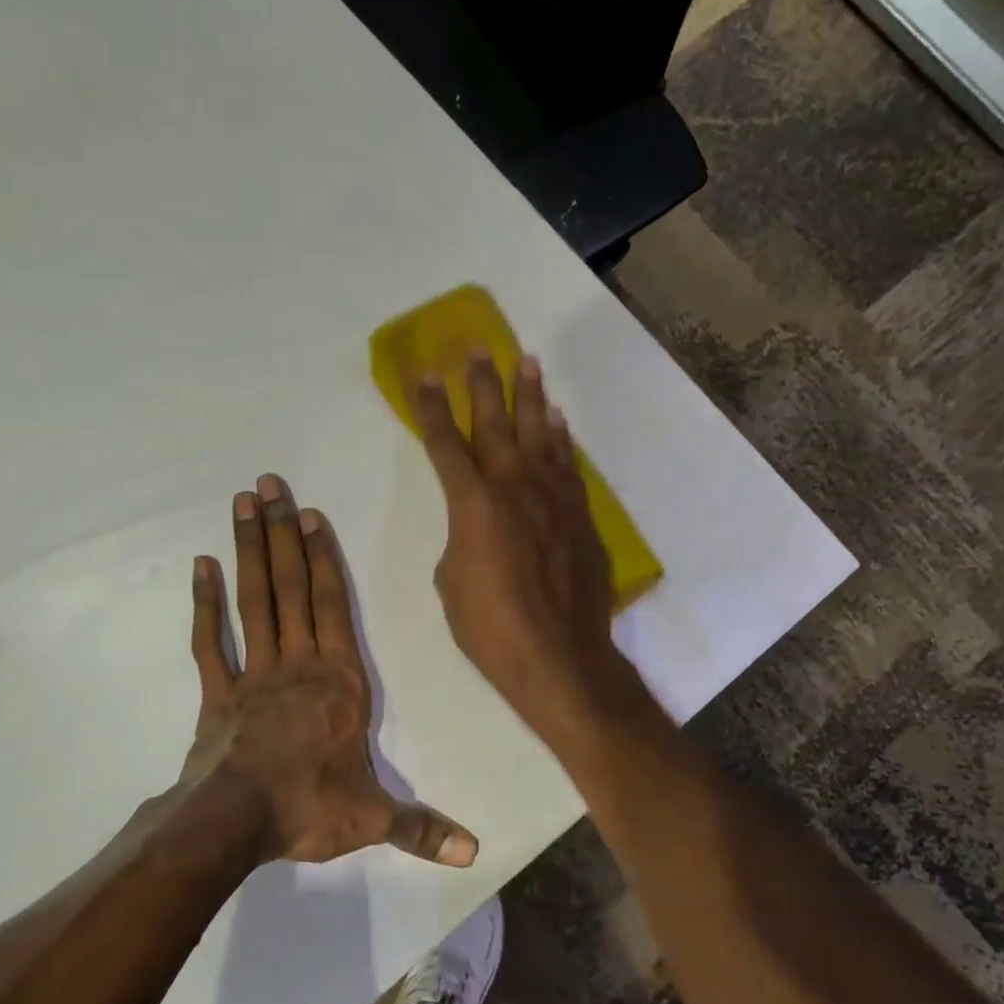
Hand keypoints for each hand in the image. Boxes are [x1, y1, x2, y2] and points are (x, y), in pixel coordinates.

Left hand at [181, 474, 476, 867]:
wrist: (234, 824)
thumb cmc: (309, 808)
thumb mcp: (372, 819)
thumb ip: (421, 828)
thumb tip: (474, 852)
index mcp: (339, 681)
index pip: (332, 607)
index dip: (323, 558)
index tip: (311, 515)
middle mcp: (298, 663)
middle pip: (289, 587)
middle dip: (282, 533)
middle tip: (269, 484)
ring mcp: (253, 673)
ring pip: (253, 600)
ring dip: (249, 550)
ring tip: (243, 503)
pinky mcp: (217, 692)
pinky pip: (210, 639)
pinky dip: (205, 602)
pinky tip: (201, 565)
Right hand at [411, 352, 643, 751]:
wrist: (559, 655)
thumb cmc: (491, 626)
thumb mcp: (452, 582)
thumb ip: (460, 541)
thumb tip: (475, 531)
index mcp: (472, 502)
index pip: (445, 443)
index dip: (431, 407)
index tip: (424, 374)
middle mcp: (513, 485)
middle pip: (494, 422)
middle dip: (481, 383)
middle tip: (476, 348)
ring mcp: (552, 496)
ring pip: (539, 432)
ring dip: (530, 396)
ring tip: (526, 361)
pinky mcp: (579, 514)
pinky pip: (567, 463)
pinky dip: (560, 438)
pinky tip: (557, 420)